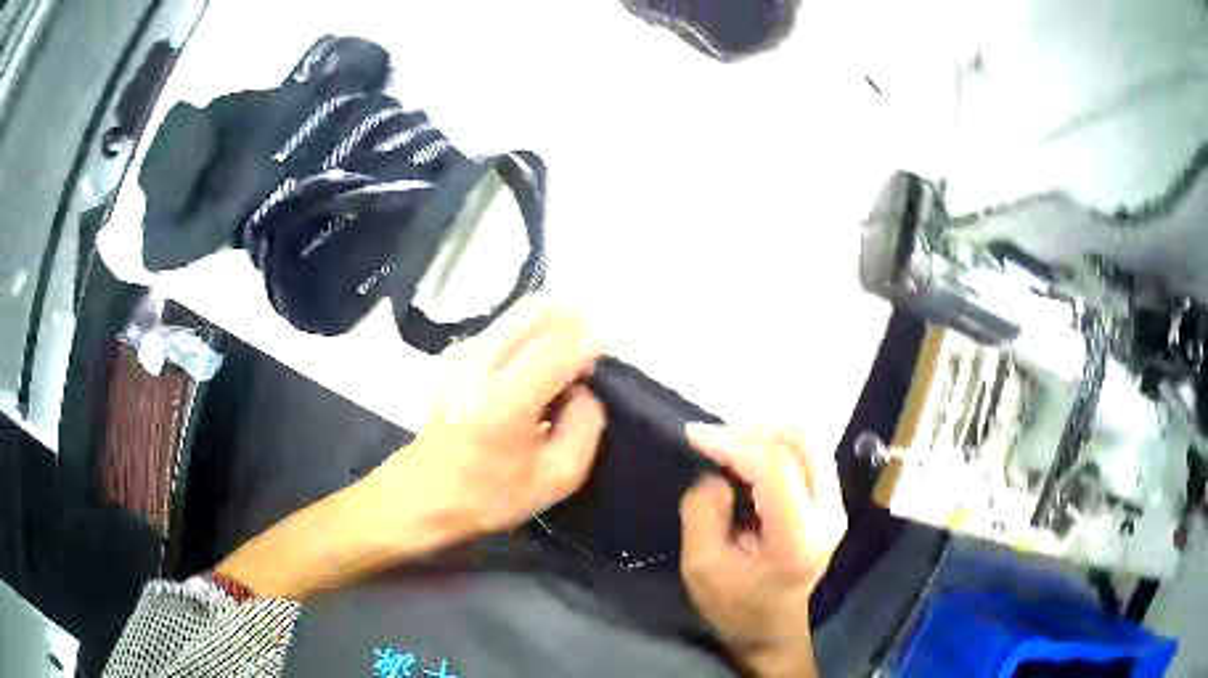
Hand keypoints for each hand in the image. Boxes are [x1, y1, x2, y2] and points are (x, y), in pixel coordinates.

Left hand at [375, 299, 606, 536]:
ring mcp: (461, 353)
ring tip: (557, 370)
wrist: (422, 494)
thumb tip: (584, 388)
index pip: (560, 343)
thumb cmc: (489, 494)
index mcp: (505, 400)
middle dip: (573, 327)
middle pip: (539, 311)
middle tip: (582, 363)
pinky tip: (529, 374)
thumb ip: (586, 427)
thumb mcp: (557, 478)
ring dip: (550, 331)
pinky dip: (529, 337)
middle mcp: (479, 363)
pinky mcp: (454, 353)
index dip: (590, 347)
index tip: (595, 372)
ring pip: (522, 313)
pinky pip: (504, 326)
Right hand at [679, 426, 846, 677]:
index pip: (775, 467)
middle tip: (713, 441)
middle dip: (753, 431)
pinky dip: (776, 446)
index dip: (733, 443)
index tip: (693, 436)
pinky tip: (749, 459)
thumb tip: (714, 472)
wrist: (775, 632)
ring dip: (766, 435)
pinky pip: (808, 455)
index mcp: (798, 537)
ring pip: (809, 441)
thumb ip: (702, 512)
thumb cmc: (736, 607)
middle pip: (803, 440)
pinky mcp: (832, 502)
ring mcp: (836, 505)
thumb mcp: (701, 567)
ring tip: (728, 448)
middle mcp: (829, 513)